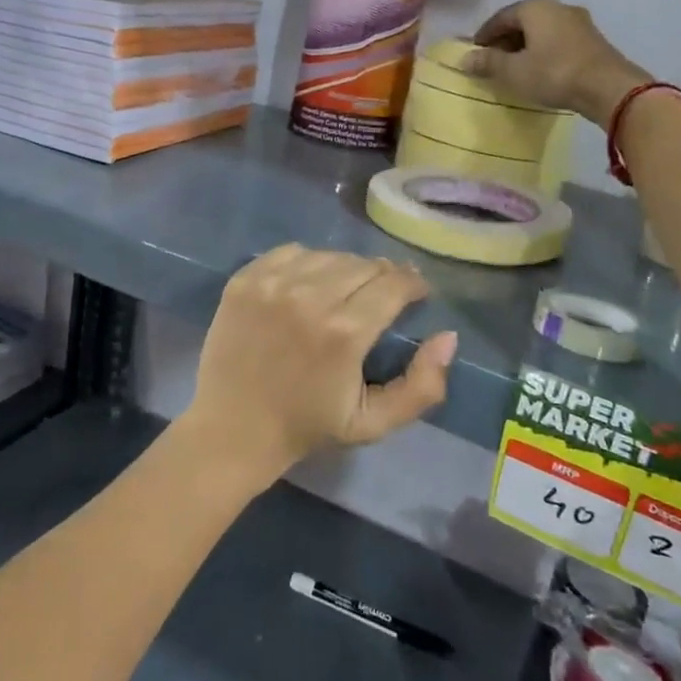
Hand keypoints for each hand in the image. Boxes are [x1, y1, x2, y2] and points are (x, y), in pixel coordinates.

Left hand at [181, 247, 457, 490]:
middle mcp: (309, 296)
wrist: (232, 429)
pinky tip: (308, 284)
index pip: (394, 284)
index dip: (413, 284)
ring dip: (346, 268)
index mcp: (345, 331)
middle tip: (383, 294)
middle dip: (383, 276)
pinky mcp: (244, 278)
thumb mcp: (373, 423)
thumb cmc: (307, 427)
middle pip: (363, 265)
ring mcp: (272, 283)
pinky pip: (290, 252)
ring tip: (346, 289)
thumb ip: (422, 385)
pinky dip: (307, 262)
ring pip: (328, 255)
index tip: (417, 293)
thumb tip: (448, 337)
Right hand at [462, 0, 651, 124]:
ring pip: (541, 30)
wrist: (607, 87)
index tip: (474, 53)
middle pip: (522, 21)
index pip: (500, 17)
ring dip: (524, 46)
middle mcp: (557, 6)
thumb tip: (465, 59)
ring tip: (513, 67)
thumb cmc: (553, 73)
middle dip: (504, 40)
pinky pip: (557, 40)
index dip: (484, 36)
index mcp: (535, 7)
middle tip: (492, 61)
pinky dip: (543, 51)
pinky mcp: (592, 39)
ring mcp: (578, 21)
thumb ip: (488, 62)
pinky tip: (538, 69)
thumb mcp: (513, 71)